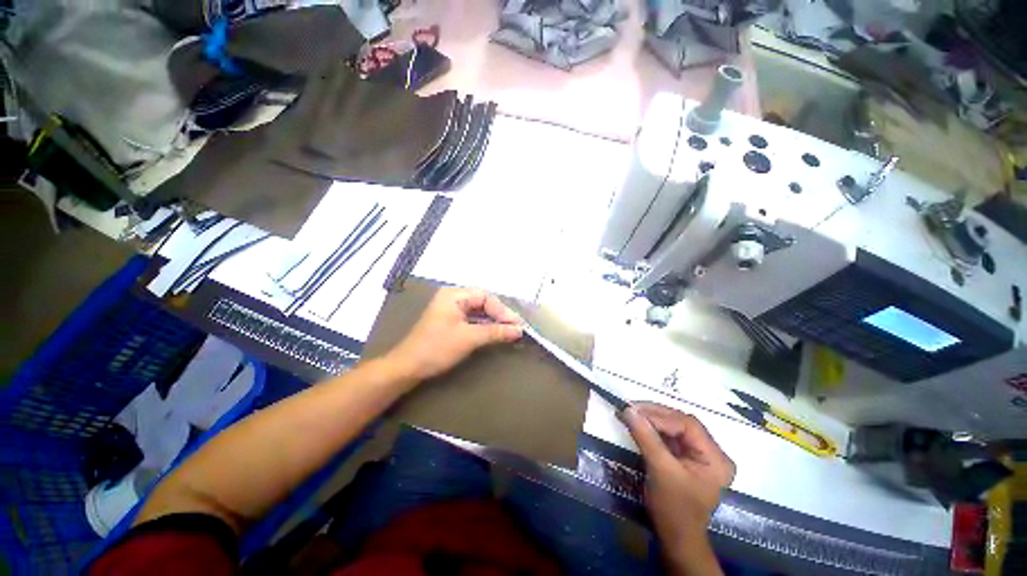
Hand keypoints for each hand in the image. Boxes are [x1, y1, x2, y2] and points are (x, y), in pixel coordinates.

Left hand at [387, 287, 523, 382]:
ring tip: (510, 331)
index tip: (517, 324)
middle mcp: (453, 298)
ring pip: (479, 311)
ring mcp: (451, 310)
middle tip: (515, 328)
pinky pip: (473, 319)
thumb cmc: (437, 348)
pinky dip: (485, 326)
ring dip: (493, 321)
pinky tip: (495, 333)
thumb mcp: (469, 338)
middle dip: (499, 315)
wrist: (408, 367)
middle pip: (483, 302)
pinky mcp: (451, 322)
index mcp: (454, 295)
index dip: (502, 310)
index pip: (485, 297)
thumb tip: (519, 330)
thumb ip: (495, 332)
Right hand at [621, 403, 734, 568]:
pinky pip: (669, 437)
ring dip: (651, 420)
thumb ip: (646, 437)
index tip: (633, 409)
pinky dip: (653, 429)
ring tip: (630, 413)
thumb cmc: (673, 508)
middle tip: (630, 408)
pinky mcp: (686, 458)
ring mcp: (699, 455)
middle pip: (681, 423)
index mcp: (715, 457)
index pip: (687, 425)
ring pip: (674, 427)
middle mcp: (712, 452)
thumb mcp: (660, 470)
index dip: (659, 415)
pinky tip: (638, 424)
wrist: (674, 538)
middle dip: (654, 415)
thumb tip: (628, 409)